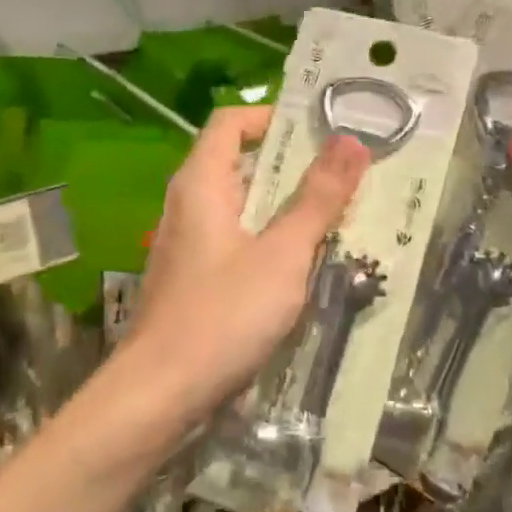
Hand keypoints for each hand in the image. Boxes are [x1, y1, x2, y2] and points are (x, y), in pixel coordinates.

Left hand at [130, 107, 369, 414]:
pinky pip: (237, 240)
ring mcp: (188, 243)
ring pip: (242, 206)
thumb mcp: (283, 253)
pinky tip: (304, 263)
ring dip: (287, 206)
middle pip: (241, 162)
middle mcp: (188, 204)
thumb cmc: (222, 315)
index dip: (273, 116)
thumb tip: (351, 141)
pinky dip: (271, 239)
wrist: (159, 395)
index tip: (321, 130)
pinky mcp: (194, 278)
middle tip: (346, 172)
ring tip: (337, 214)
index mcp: (202, 183)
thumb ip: (318, 198)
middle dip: (293, 165)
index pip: (231, 121)